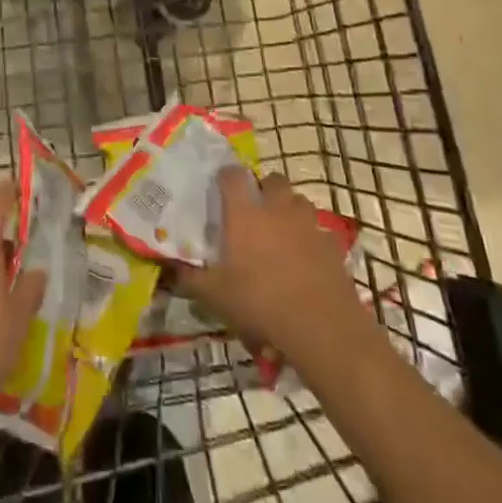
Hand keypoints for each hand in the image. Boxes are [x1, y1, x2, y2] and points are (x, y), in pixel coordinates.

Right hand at [175, 170, 364, 366]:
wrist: (321, 327)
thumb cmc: (260, 303)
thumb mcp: (216, 295)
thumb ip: (191, 279)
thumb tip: (170, 269)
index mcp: (245, 213)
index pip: (233, 175)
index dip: (226, 176)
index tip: (221, 185)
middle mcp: (277, 209)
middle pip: (274, 179)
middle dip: (266, 188)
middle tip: (256, 208)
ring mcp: (308, 225)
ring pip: (300, 201)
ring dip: (290, 209)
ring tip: (282, 231)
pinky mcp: (332, 245)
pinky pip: (320, 232)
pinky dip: (312, 239)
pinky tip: (307, 259)